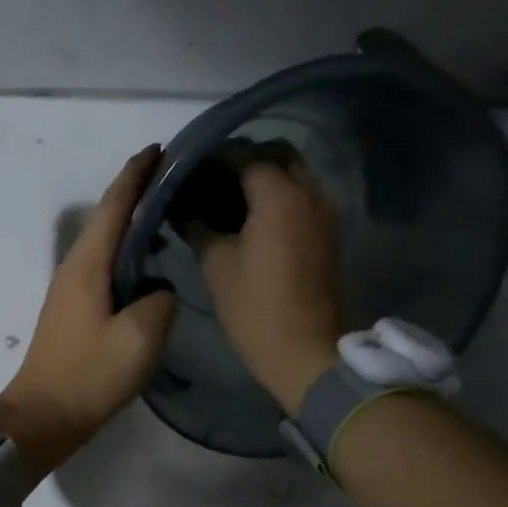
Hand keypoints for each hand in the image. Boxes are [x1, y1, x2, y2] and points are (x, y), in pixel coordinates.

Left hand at [0, 147, 176, 471]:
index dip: (137, 174)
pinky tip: (148, 259)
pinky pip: (105, 263)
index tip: (160, 149)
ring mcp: (72, 287)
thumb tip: (160, 290)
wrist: (43, 415)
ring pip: (106, 239)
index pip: (115, 204)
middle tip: (175, 175)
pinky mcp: (75, 307)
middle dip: (137, 190)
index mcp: (88, 264)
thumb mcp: (138, 339)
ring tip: (167, 209)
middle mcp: (76, 266)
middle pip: (108, 216)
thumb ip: (159, 302)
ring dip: (132, 219)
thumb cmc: (89, 375)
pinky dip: (127, 248)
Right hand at [198, 162, 344, 414]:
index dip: (213, 159)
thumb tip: (178, 206)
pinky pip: (303, 196)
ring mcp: (324, 211)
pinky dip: (280, 195)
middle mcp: (309, 192)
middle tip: (211, 180)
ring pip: (294, 174)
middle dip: (244, 160)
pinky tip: (250, 217)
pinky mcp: (328, 231)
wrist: (305, 351)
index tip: (189, 171)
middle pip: (277, 155)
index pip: (243, 155)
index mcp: (279, 195)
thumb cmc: (255, 307)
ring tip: (228, 198)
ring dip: (264, 177)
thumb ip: (197, 225)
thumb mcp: (216, 264)